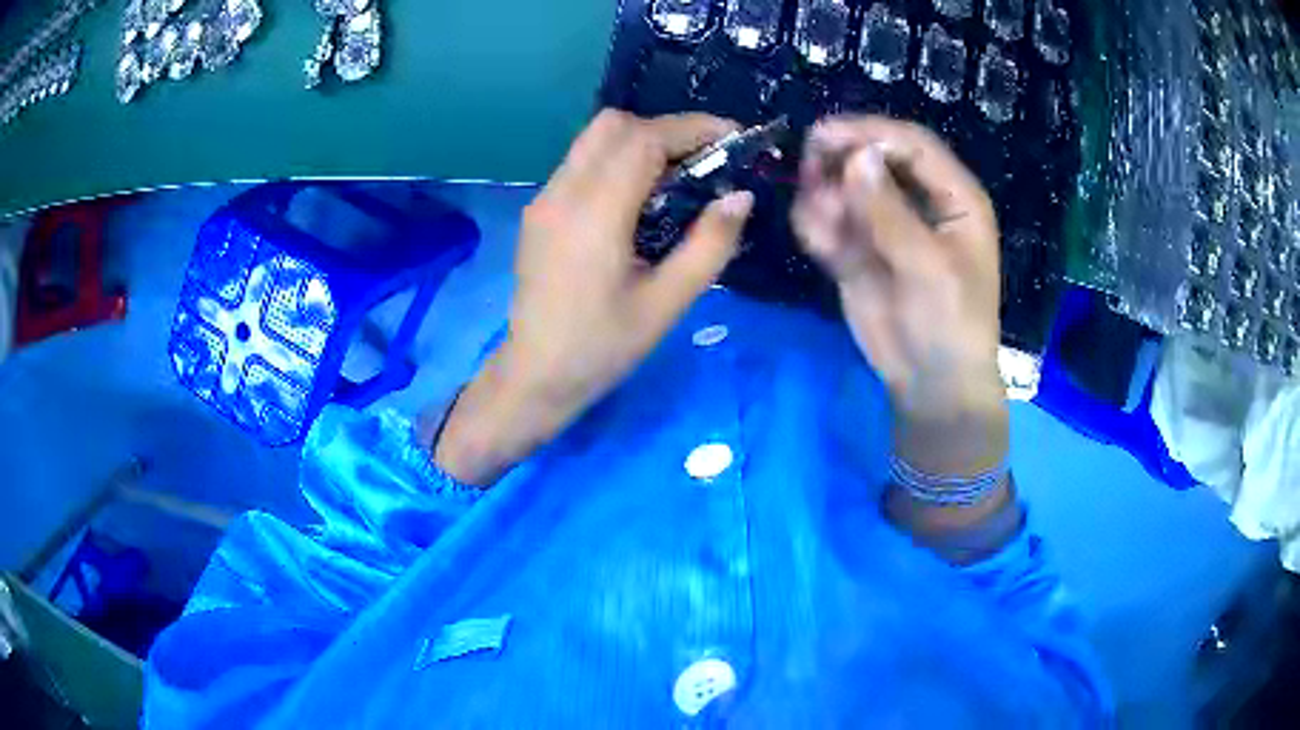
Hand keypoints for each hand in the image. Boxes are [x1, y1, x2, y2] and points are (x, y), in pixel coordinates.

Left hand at [432, 110, 754, 485]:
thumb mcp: (668, 304)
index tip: (733, 139)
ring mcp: (544, 199)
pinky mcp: (539, 210)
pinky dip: (617, 161)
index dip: (693, 128)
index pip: (643, 139)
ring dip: (641, 142)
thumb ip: (710, 245)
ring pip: (594, 139)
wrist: (535, 375)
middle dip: (666, 130)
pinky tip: (638, 200)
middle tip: (704, 161)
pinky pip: (581, 163)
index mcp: (594, 214)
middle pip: (614, 125)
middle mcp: (562, 193)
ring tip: (677, 179)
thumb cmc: (603, 347)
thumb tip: (740, 196)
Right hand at [793, 116, 1007, 479]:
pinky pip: (830, 222)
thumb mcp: (929, 267)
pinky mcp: (857, 250)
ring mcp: (885, 225)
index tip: (825, 135)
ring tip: (817, 217)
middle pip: (874, 158)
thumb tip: (855, 158)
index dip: (871, 133)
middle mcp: (919, 201)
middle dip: (839, 159)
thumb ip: (890, 212)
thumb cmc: (951, 323)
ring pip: (845, 188)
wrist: (931, 384)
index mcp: (953, 197)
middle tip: (807, 168)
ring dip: (823, 193)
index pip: (912, 145)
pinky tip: (815, 237)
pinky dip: (816, 223)